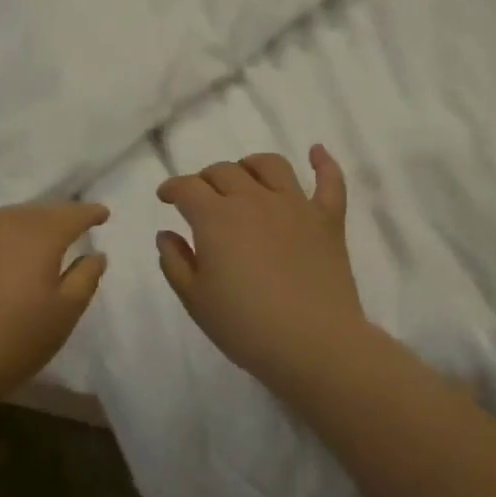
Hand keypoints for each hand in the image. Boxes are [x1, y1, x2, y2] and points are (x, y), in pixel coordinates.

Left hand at [0, 202, 108, 403]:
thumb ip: (85, 277)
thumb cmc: (14, 340)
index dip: (90, 212)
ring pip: (9, 218)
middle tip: (73, 228)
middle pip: (40, 212)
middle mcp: (5, 222)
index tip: (103, 215)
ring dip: (28, 225)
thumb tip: (94, 253)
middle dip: (59, 217)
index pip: (72, 214)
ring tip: (39, 239)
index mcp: (40, 234)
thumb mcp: (65, 313)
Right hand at [156, 147, 368, 389]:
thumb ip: (175, 262)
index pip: (187, 188)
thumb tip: (167, 234)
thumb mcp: (195, 300)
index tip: (165, 197)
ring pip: (270, 166)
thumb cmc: (245, 327)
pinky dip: (323, 163)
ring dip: (250, 165)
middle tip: (201, 198)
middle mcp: (254, 200)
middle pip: (224, 172)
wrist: (313, 344)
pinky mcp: (328, 220)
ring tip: (245, 177)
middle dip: (206, 179)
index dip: (172, 188)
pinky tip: (316, 152)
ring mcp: (295, 206)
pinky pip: (329, 181)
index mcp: (216, 218)